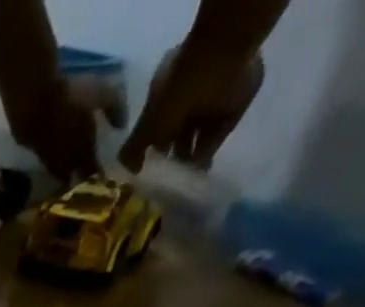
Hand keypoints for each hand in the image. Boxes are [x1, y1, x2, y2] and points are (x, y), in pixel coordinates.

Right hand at [5, 76, 105, 182]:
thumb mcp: (102, 94)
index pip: (92, 170)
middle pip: (73, 176)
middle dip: (78, 178)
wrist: (34, 102)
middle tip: (82, 177)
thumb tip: (122, 125)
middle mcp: (65, 161)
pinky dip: (51, 159)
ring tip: (67, 170)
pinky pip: (45, 160)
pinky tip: (52, 154)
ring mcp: (47, 159)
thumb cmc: (73, 96)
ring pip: (57, 172)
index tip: (101, 177)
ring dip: (63, 172)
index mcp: (84, 151)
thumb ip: (114, 108)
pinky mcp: (33, 152)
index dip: (97, 174)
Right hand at [119, 42, 264, 170]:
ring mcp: (214, 98)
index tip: (147, 171)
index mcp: (167, 92)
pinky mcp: (235, 105)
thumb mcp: (145, 126)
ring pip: (197, 136)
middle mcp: (190, 93)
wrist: (217, 66)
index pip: (157, 124)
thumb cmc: (174, 94)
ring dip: (189, 159)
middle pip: (178, 132)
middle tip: (164, 181)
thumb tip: (128, 172)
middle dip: (171, 156)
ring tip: (180, 183)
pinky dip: (208, 154)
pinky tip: (198, 172)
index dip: (151, 148)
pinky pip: (218, 135)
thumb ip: (133, 151)